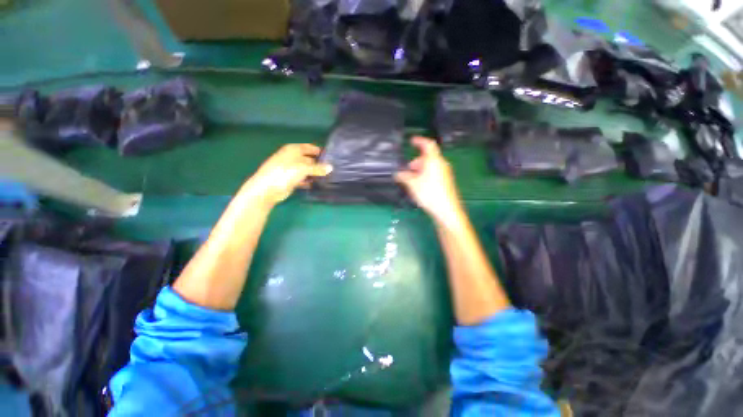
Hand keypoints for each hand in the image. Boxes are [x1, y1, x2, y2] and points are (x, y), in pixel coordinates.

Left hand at [242, 144, 331, 208]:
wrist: (267, 189)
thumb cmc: (284, 173)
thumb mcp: (303, 168)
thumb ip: (318, 168)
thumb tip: (331, 168)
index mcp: (293, 150)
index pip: (310, 148)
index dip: (320, 151)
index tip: (332, 157)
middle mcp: (292, 157)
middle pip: (309, 159)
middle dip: (319, 163)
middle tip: (333, 169)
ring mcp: (291, 169)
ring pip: (307, 169)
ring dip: (315, 173)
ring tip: (328, 177)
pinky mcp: (290, 180)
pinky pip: (303, 178)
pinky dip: (309, 181)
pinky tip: (317, 184)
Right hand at [396, 137, 463, 226]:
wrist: (446, 210)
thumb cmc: (429, 193)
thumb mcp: (412, 184)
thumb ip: (403, 176)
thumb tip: (398, 174)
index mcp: (434, 160)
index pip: (428, 144)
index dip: (419, 140)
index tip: (411, 140)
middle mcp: (441, 164)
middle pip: (428, 157)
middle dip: (416, 161)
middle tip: (407, 169)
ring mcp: (445, 173)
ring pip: (431, 166)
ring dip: (420, 169)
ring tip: (411, 179)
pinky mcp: (445, 182)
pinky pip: (434, 173)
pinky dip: (425, 175)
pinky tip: (419, 185)